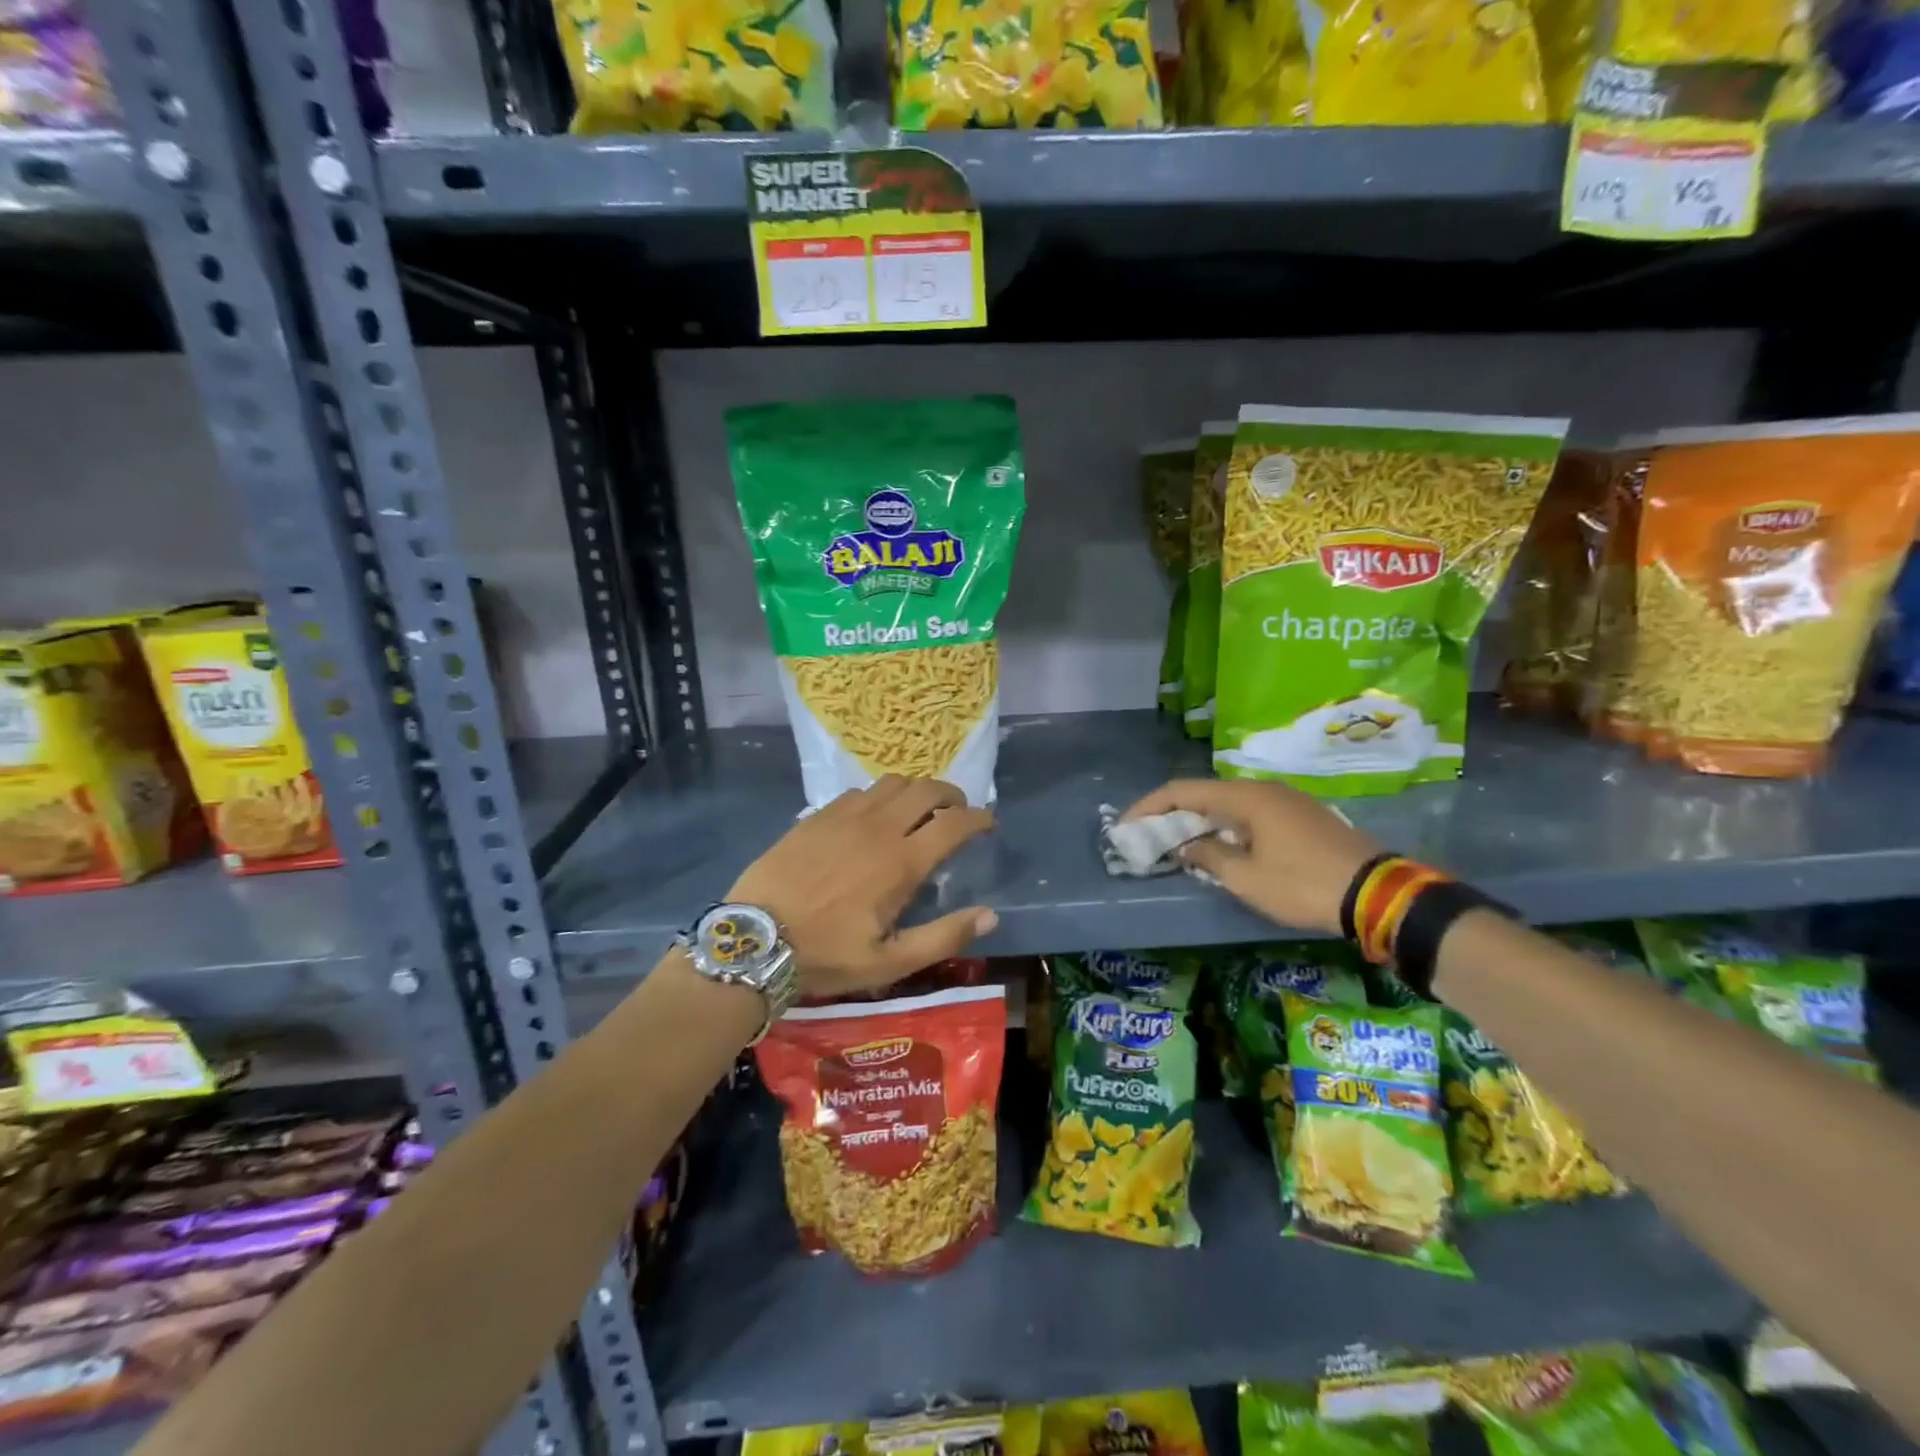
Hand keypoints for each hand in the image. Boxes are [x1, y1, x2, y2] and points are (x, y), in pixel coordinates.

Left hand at [729, 776, 997, 1000]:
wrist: (754, 940)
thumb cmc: (826, 955)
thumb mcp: (890, 962)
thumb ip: (944, 937)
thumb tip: (990, 915)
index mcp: (901, 862)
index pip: (954, 823)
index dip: (978, 818)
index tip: (988, 823)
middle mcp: (878, 828)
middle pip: (927, 789)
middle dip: (951, 795)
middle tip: (957, 811)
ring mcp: (844, 816)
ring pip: (893, 783)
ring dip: (915, 791)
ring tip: (918, 810)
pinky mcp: (817, 816)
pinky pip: (858, 792)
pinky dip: (879, 797)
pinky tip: (872, 817)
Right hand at [1123, 778, 1382, 936]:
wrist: (1377, 894)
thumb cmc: (1303, 885)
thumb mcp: (1246, 879)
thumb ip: (1209, 856)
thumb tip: (1189, 844)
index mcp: (1246, 797)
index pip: (1183, 791)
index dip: (1149, 806)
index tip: (1126, 824)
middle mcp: (1264, 790)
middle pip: (1205, 793)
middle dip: (1173, 813)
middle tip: (1149, 835)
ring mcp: (1288, 801)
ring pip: (1230, 804)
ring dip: (1201, 820)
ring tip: (1180, 843)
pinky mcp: (1304, 817)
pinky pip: (1252, 814)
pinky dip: (1227, 826)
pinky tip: (1222, 847)